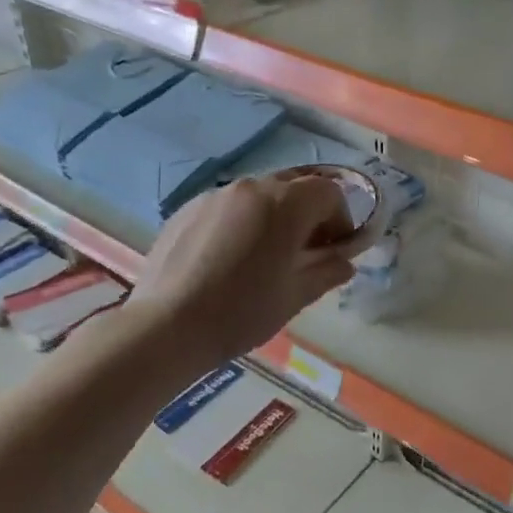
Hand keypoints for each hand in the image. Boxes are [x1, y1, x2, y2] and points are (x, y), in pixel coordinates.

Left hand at [122, 171, 356, 366]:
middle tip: (304, 251)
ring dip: (274, 216)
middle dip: (308, 213)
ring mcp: (215, 195)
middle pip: (294, 187)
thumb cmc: (242, 312)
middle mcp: (252, 187)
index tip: (335, 249)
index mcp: (285, 204)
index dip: (341, 218)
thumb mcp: (295, 296)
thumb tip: (345, 263)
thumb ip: (326, 272)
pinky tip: (229, 258)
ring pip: (259, 195)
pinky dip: (241, 222)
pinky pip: (228, 206)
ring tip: (264, 255)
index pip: (330, 192)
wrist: (167, 326)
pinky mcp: (188, 208)